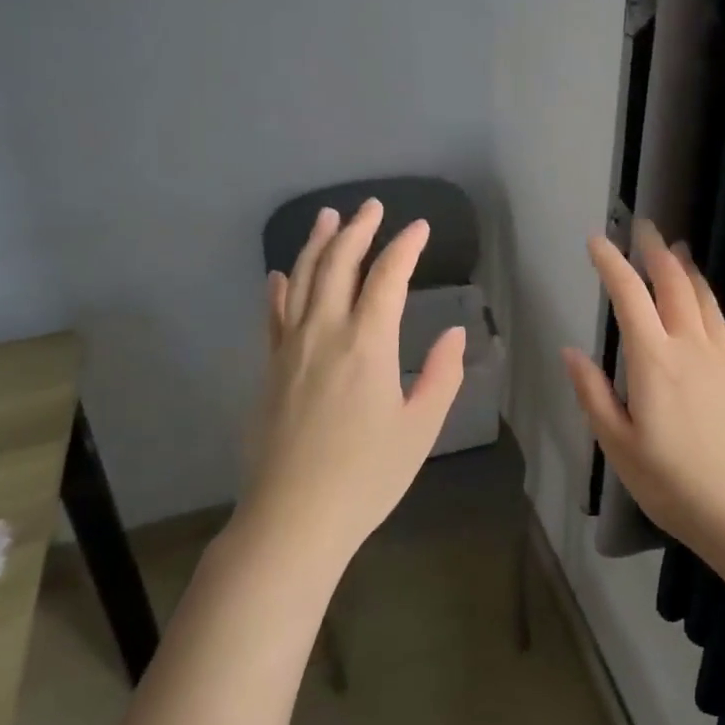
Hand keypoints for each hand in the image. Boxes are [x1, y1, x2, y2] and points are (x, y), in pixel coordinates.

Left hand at [240, 199, 465, 572]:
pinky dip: (279, 289)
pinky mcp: (270, 369)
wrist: (293, 519)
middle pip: (338, 265)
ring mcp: (290, 349)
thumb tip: (454, 333)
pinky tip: (280, 275)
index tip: (419, 227)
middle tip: (372, 206)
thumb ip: (441, 375)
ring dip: (317, 244)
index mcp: (367, 343)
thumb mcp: (420, 428)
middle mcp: (325, 333)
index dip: (405, 247)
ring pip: (302, 280)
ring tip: (329, 216)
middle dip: (358, 230)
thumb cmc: (366, 476)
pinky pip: (274, 316)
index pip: (387, 277)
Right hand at [563, 220, 724, 559]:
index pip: (628, 296)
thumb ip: (593, 394)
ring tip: (677, 251)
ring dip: (687, 270)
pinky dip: (711, 307)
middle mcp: (690, 346)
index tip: (596, 240)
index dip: (611, 263)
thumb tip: (570, 352)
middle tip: (644, 227)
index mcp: (653, 361)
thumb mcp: (618, 446)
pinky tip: (708, 310)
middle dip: (656, 250)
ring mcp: (724, 357)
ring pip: (704, 298)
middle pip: (673, 282)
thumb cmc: (674, 483)